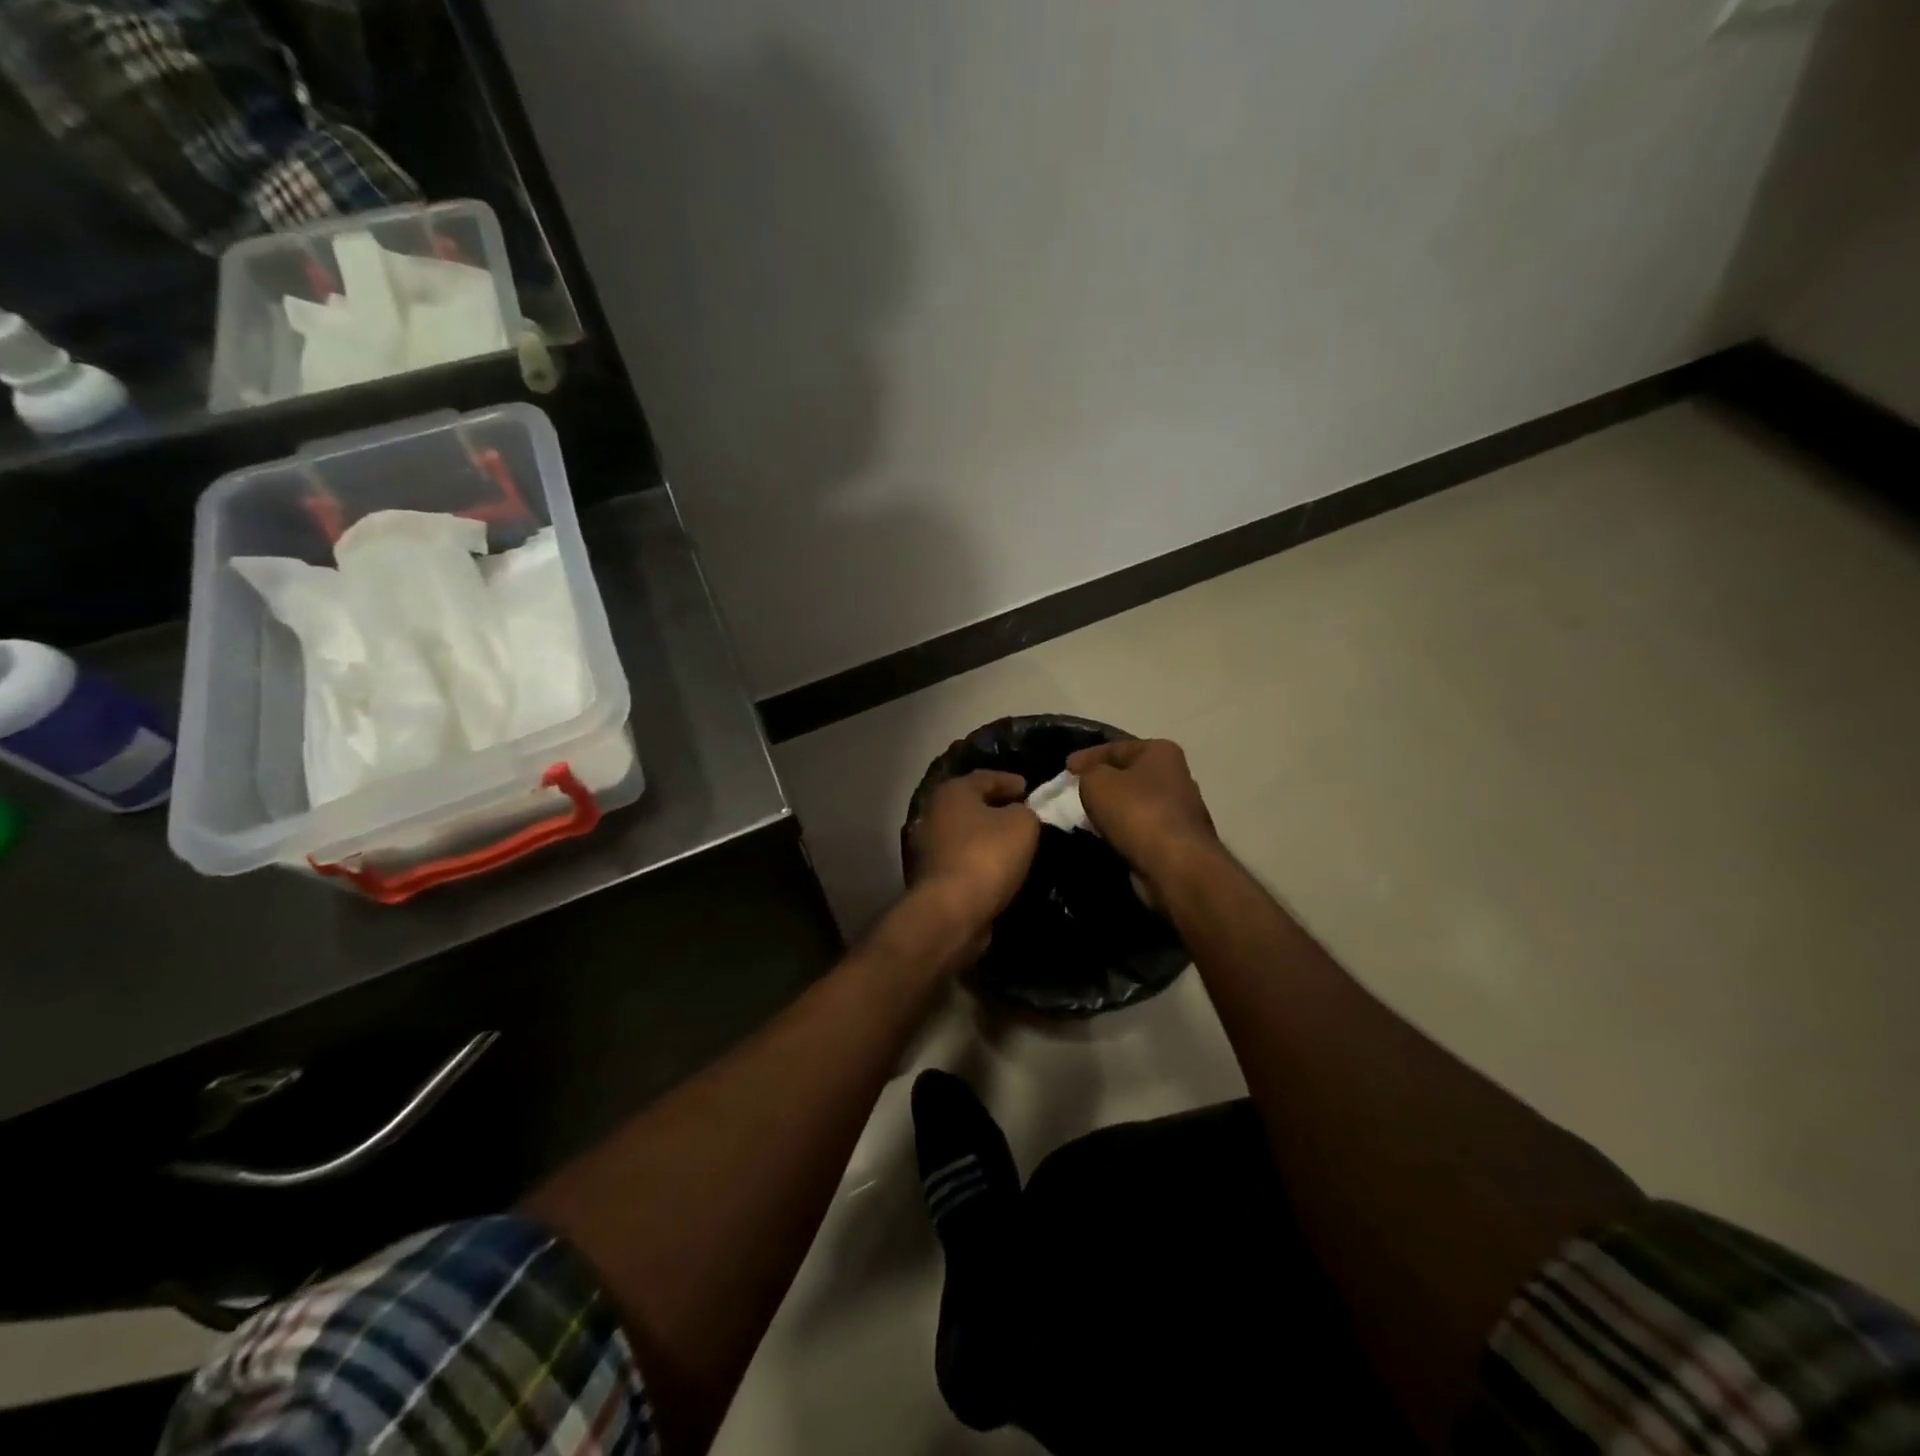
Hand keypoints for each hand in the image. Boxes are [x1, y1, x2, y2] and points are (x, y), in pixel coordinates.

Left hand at [909, 771, 1040, 933]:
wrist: (952, 911)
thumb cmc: (987, 856)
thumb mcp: (1022, 824)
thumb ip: (1025, 811)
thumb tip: (1018, 814)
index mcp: (952, 792)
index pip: (985, 777)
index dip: (1011, 781)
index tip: (1030, 790)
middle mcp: (934, 813)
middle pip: (972, 804)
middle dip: (998, 807)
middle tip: (1024, 813)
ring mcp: (928, 846)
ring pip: (966, 833)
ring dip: (988, 836)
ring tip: (1015, 843)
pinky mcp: (931, 876)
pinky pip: (963, 858)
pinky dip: (980, 859)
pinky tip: (999, 867)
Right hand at [1066, 739, 1219, 889]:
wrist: (1175, 865)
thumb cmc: (1136, 812)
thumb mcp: (1096, 782)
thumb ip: (1088, 774)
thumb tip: (1092, 781)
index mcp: (1161, 752)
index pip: (1115, 748)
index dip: (1086, 757)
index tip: (1064, 769)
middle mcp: (1176, 776)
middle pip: (1128, 775)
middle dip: (1102, 783)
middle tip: (1074, 792)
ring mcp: (1180, 810)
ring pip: (1134, 803)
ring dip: (1112, 809)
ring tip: (1084, 817)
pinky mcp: (1177, 840)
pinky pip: (1140, 828)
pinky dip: (1122, 830)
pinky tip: (1104, 837)